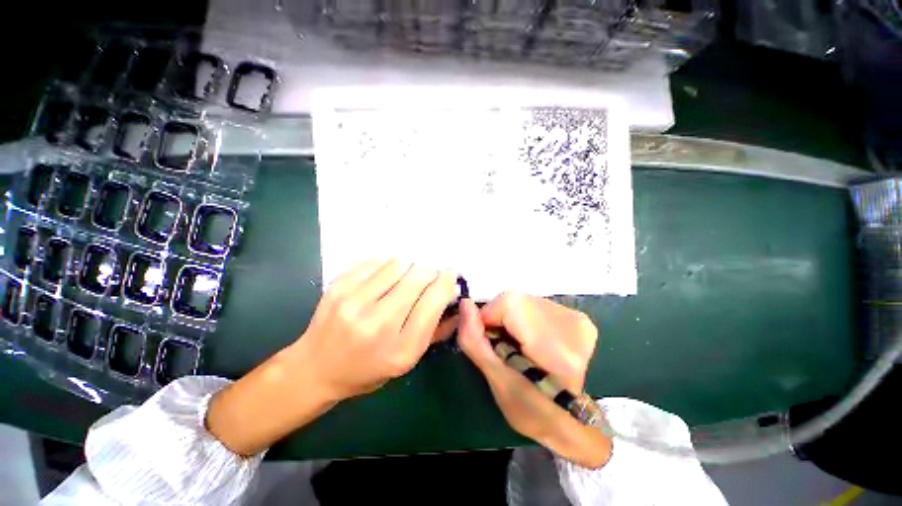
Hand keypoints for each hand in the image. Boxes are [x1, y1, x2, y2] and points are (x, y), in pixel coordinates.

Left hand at [301, 258, 457, 399]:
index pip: (434, 301)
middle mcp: (377, 323)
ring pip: (398, 263)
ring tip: (405, 277)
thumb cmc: (369, 368)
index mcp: (400, 349)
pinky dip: (388, 265)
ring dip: (409, 266)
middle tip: (428, 276)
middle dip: (430, 272)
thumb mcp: (408, 360)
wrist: (316, 368)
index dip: (446, 282)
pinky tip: (385, 276)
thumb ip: (436, 329)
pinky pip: (376, 261)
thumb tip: (455, 296)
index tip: (449, 274)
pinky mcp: (338, 287)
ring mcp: (353, 302)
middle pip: (418, 277)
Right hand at [457, 293, 611, 468]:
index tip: (490, 342)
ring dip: (512, 318)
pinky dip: (524, 317)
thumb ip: (475, 340)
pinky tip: (531, 338)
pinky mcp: (577, 316)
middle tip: (504, 346)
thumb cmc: (530, 410)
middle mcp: (572, 324)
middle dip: (500, 319)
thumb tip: (464, 304)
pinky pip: (534, 303)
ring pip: (523, 300)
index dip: (489, 317)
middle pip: (515, 300)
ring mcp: (577, 318)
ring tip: (519, 345)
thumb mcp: (496, 381)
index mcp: (555, 348)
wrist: (570, 419)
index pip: (509, 304)